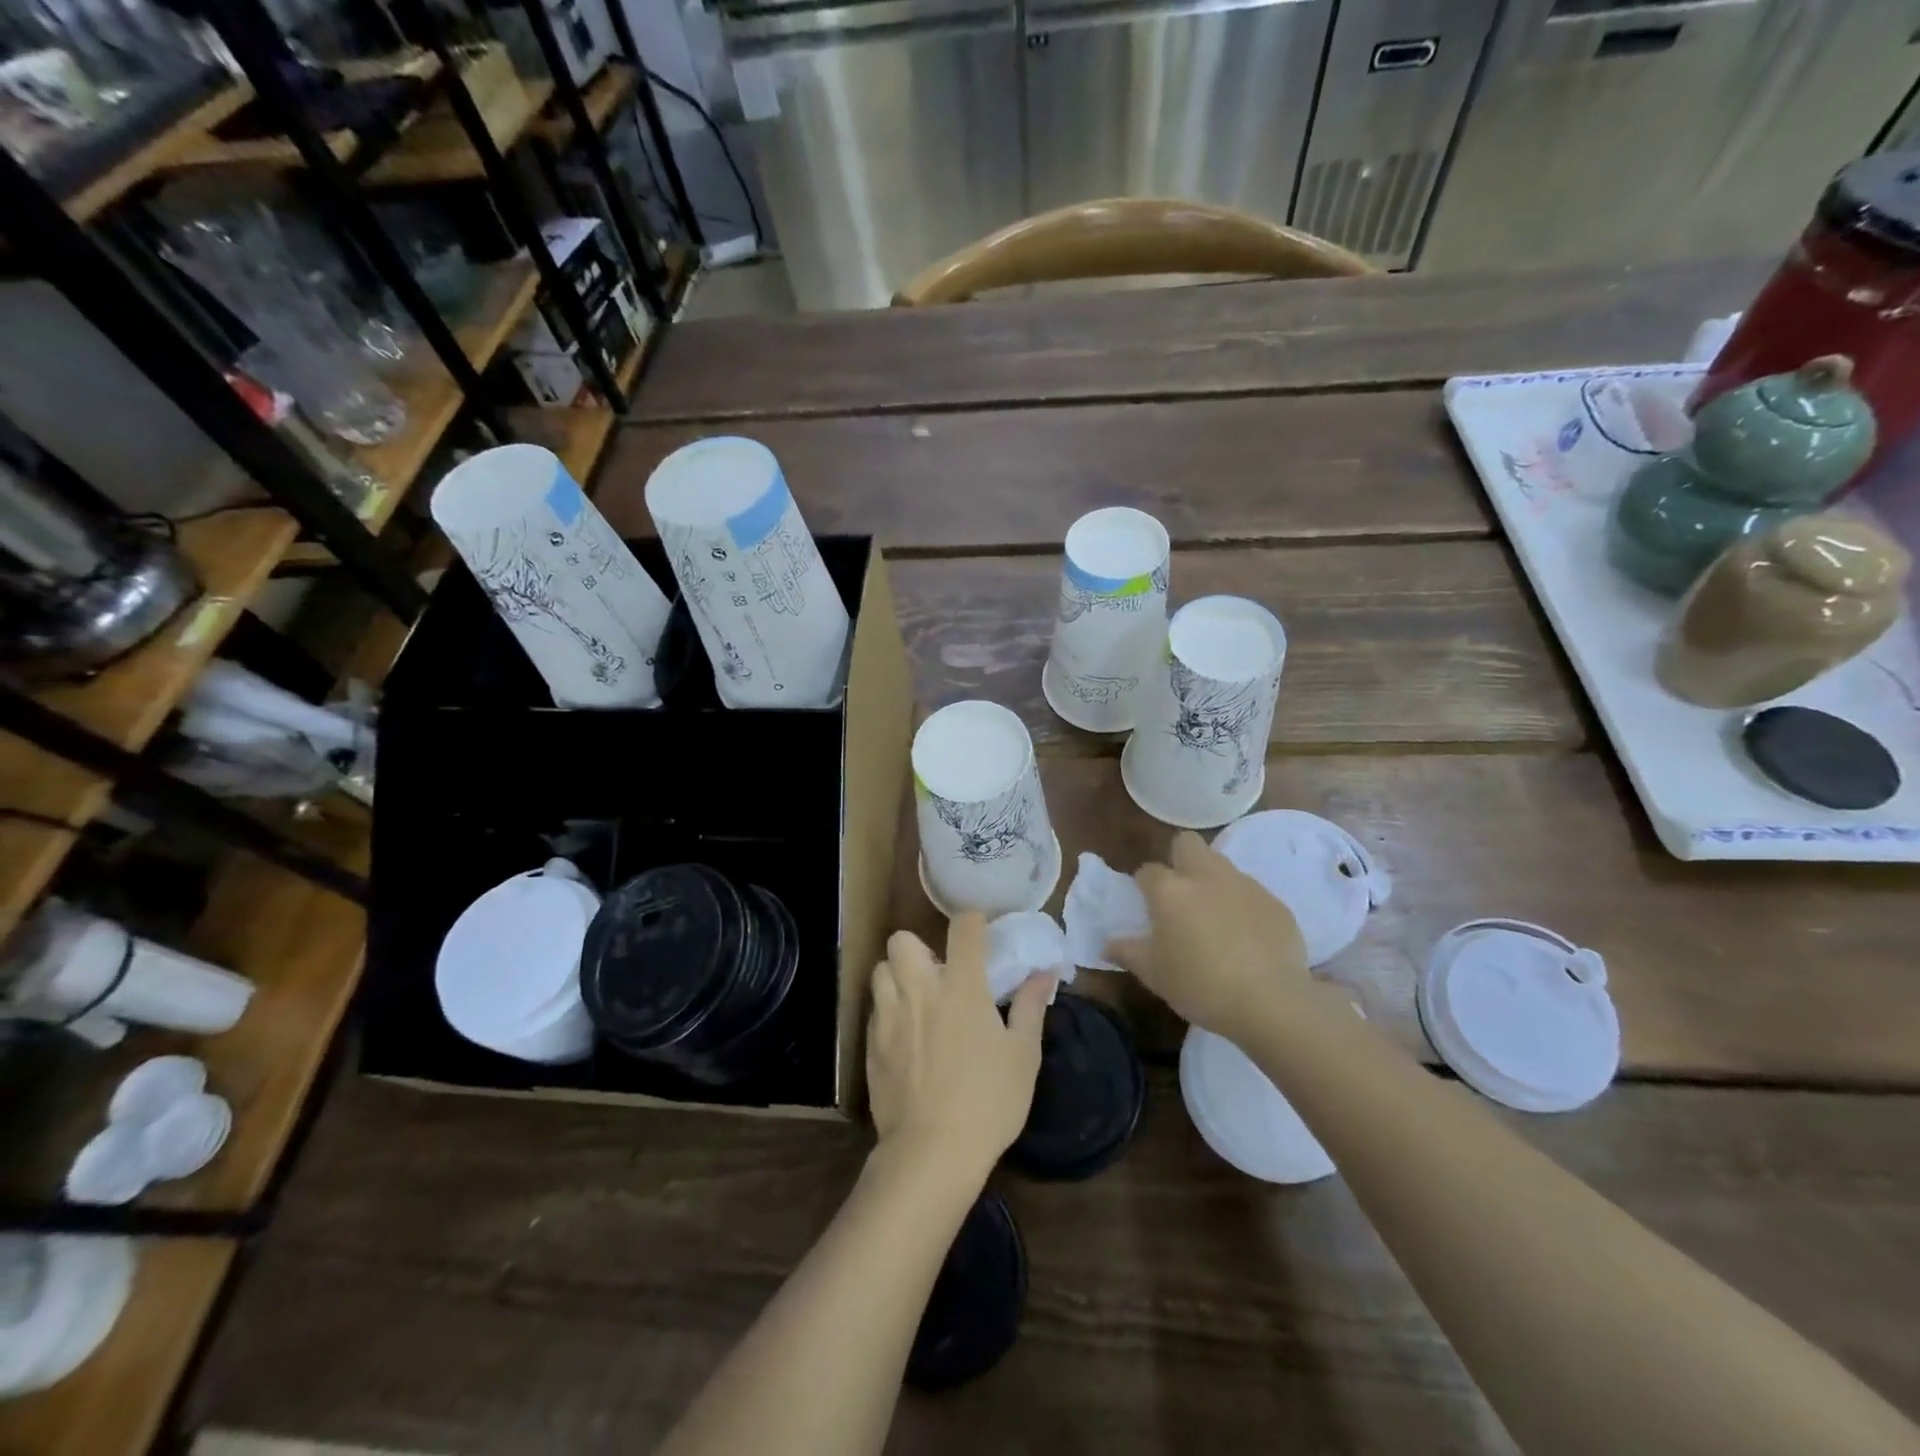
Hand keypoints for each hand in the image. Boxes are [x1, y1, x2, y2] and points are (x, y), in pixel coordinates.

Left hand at [866, 914, 1053, 1178]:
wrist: (931, 1152)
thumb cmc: (988, 1101)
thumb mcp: (1022, 1055)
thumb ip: (1031, 1006)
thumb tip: (1045, 971)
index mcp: (961, 986)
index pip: (963, 927)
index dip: (973, 920)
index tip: (981, 929)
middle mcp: (919, 990)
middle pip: (902, 940)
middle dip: (918, 947)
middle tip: (939, 974)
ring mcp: (889, 1015)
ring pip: (880, 970)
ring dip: (897, 976)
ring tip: (918, 1001)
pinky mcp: (871, 1043)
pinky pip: (875, 1009)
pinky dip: (889, 1010)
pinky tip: (905, 1036)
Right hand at [1107, 831, 1310, 1036]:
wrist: (1271, 1003)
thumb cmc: (1200, 986)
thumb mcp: (1154, 974)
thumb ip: (1128, 952)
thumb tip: (1108, 944)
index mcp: (1170, 890)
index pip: (1148, 870)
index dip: (1144, 885)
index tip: (1147, 906)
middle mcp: (1205, 876)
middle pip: (1188, 843)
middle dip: (1180, 858)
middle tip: (1180, 893)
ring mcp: (1244, 885)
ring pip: (1222, 865)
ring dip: (1213, 881)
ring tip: (1215, 918)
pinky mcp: (1275, 902)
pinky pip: (1252, 893)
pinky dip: (1244, 906)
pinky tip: (1247, 937)